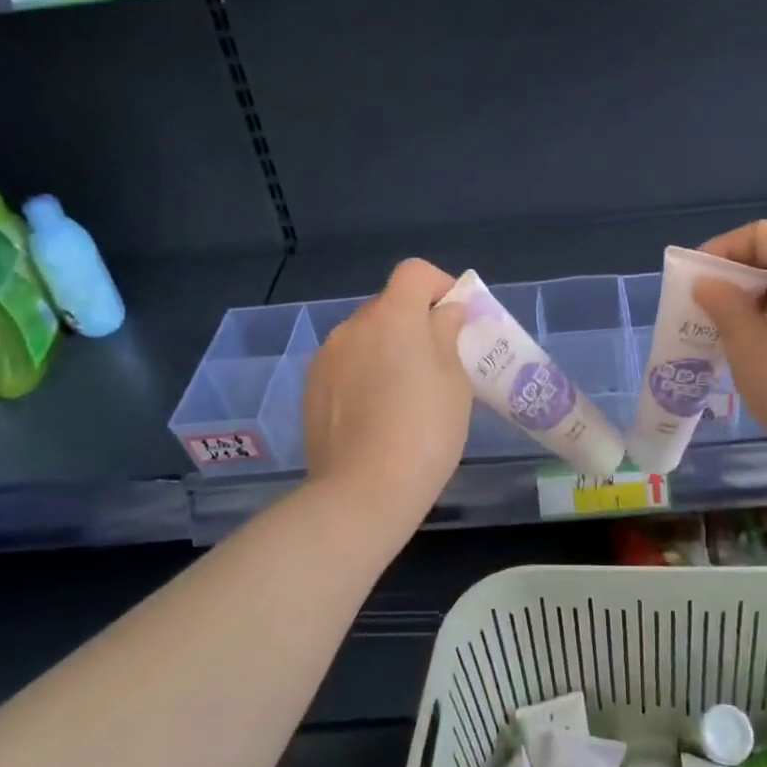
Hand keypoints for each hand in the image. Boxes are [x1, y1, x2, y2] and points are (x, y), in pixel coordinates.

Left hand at [302, 259, 470, 520]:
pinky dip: (364, 374)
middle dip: (414, 323)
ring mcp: (327, 357)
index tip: (455, 319)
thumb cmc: (425, 432)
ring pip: (366, 337)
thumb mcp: (455, 382)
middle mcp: (354, 326)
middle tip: (437, 363)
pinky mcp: (311, 388)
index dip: (439, 285)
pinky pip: (346, 365)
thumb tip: (444, 313)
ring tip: (404, 395)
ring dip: (387, 349)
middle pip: (389, 305)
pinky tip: (376, 415)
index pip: (414, 273)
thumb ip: (448, 335)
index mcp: (393, 317)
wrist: (362, 493)